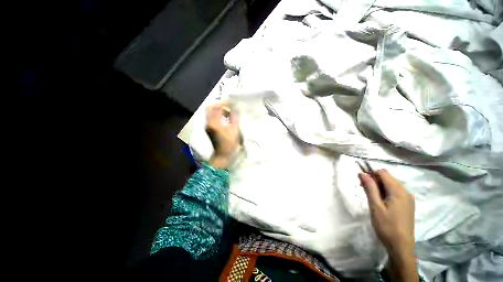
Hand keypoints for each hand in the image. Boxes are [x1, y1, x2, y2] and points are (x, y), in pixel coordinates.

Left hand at [206, 101, 239, 168]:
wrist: (222, 156)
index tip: (231, 102)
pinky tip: (226, 117)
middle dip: (220, 105)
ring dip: (219, 110)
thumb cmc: (229, 144)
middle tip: (229, 106)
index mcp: (215, 122)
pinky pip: (212, 118)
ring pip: (211, 112)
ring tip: (229, 111)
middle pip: (211, 108)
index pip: (217, 107)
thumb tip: (235, 109)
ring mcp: (208, 126)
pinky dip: (218, 115)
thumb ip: (234, 118)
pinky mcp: (210, 129)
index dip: (224, 103)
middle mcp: (209, 122)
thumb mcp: (234, 131)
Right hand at [359, 169, 417, 281]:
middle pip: (387, 177)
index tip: (361, 181)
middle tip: (363, 189)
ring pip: (391, 184)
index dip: (370, 174)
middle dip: (374, 180)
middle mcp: (405, 191)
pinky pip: (395, 192)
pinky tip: (380, 202)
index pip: (383, 173)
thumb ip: (370, 188)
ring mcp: (408, 198)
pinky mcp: (408, 204)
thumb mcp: (375, 206)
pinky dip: (385, 192)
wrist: (401, 246)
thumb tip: (362, 173)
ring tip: (370, 197)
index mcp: (398, 191)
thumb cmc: (386, 226)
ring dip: (379, 186)